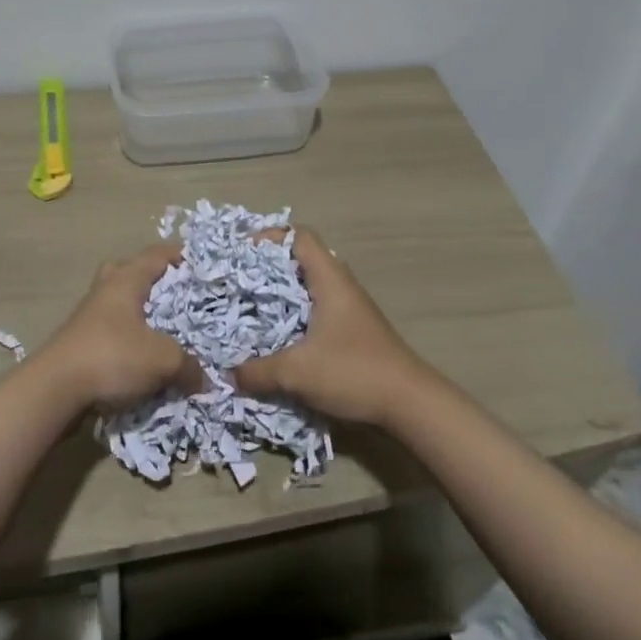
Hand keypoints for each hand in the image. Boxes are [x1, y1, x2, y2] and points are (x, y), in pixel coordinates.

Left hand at [39, 242, 203, 412]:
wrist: (55, 389)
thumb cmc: (112, 356)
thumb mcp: (162, 360)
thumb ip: (188, 365)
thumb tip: (203, 378)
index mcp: (127, 278)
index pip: (158, 254)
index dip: (182, 256)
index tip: (204, 266)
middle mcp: (107, 288)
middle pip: (134, 271)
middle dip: (158, 282)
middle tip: (181, 297)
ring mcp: (91, 314)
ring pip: (122, 302)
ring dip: (143, 313)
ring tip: (167, 330)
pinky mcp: (82, 340)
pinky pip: (114, 329)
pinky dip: (131, 337)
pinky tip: (146, 358)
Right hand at [230, 225, 427, 425]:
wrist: (411, 404)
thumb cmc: (353, 371)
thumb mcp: (297, 372)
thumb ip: (259, 372)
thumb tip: (229, 374)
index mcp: (329, 280)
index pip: (300, 236)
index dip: (270, 236)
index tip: (243, 252)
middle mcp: (341, 286)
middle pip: (303, 260)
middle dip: (270, 269)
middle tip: (242, 282)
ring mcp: (350, 309)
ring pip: (310, 288)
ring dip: (284, 296)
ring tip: (255, 310)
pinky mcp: (354, 332)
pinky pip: (318, 311)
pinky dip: (296, 317)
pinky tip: (281, 339)